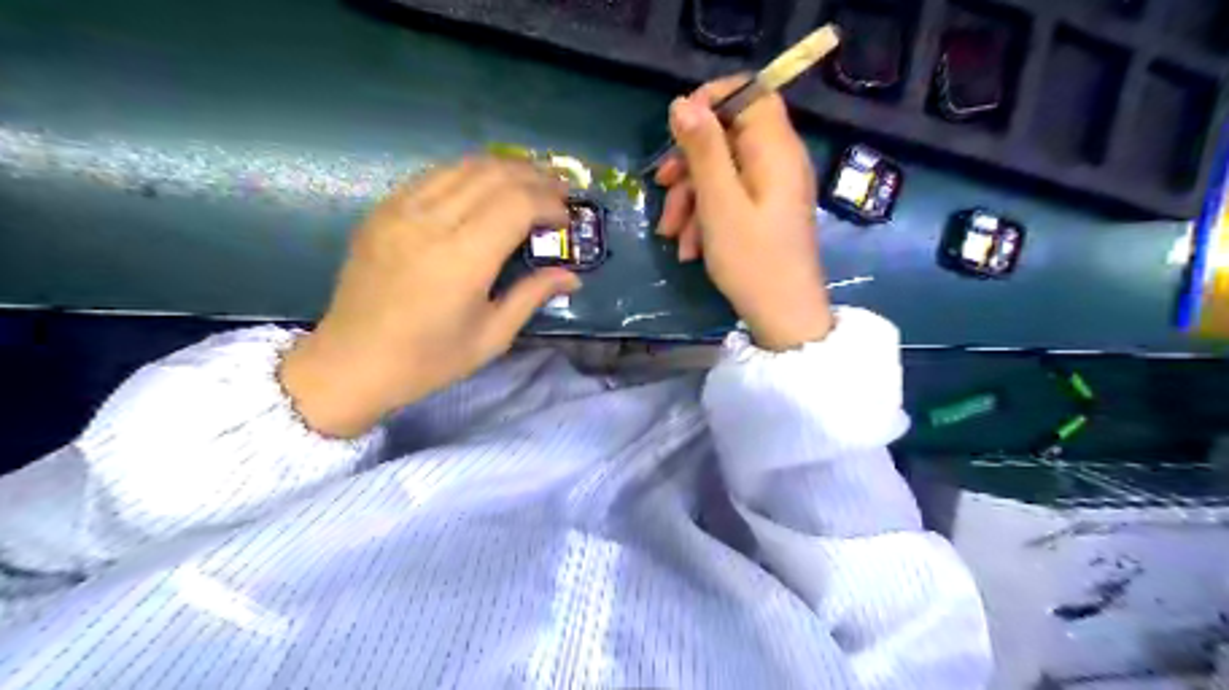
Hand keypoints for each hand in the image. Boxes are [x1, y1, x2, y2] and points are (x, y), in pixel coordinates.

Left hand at [283, 156, 580, 435]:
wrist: (350, 363)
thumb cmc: (427, 360)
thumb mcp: (491, 337)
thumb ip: (532, 296)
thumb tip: (572, 276)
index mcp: (462, 259)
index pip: (517, 204)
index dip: (549, 203)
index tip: (566, 220)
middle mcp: (431, 223)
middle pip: (494, 174)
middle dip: (535, 176)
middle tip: (560, 191)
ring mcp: (401, 210)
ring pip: (463, 166)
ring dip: (504, 168)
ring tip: (531, 181)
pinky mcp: (383, 211)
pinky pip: (434, 176)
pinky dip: (469, 174)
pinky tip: (485, 188)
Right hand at [651, 79, 834, 353]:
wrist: (783, 317)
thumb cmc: (752, 260)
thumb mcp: (719, 203)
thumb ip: (703, 149)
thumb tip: (683, 102)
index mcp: (775, 150)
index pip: (751, 94)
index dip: (713, 100)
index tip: (677, 127)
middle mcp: (778, 161)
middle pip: (728, 138)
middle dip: (689, 164)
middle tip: (661, 187)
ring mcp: (772, 190)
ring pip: (722, 173)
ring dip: (690, 198)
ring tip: (670, 235)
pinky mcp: (764, 213)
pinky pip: (730, 199)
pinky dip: (705, 217)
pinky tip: (688, 248)